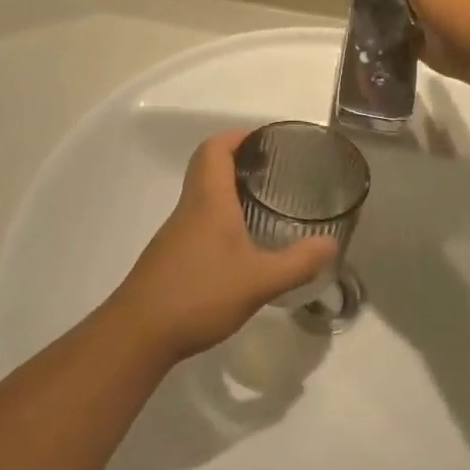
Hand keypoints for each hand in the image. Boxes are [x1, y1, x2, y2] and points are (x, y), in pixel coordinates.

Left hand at [109, 131, 335, 361]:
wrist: (139, 333)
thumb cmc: (199, 294)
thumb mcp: (259, 281)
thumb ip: (298, 263)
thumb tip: (331, 244)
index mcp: (209, 201)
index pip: (215, 149)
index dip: (237, 136)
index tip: (265, 139)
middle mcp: (189, 209)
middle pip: (207, 167)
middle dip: (238, 160)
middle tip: (272, 170)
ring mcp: (176, 233)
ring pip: (202, 196)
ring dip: (229, 190)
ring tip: (263, 203)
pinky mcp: (171, 257)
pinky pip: (198, 221)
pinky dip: (220, 218)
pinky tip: (241, 245)